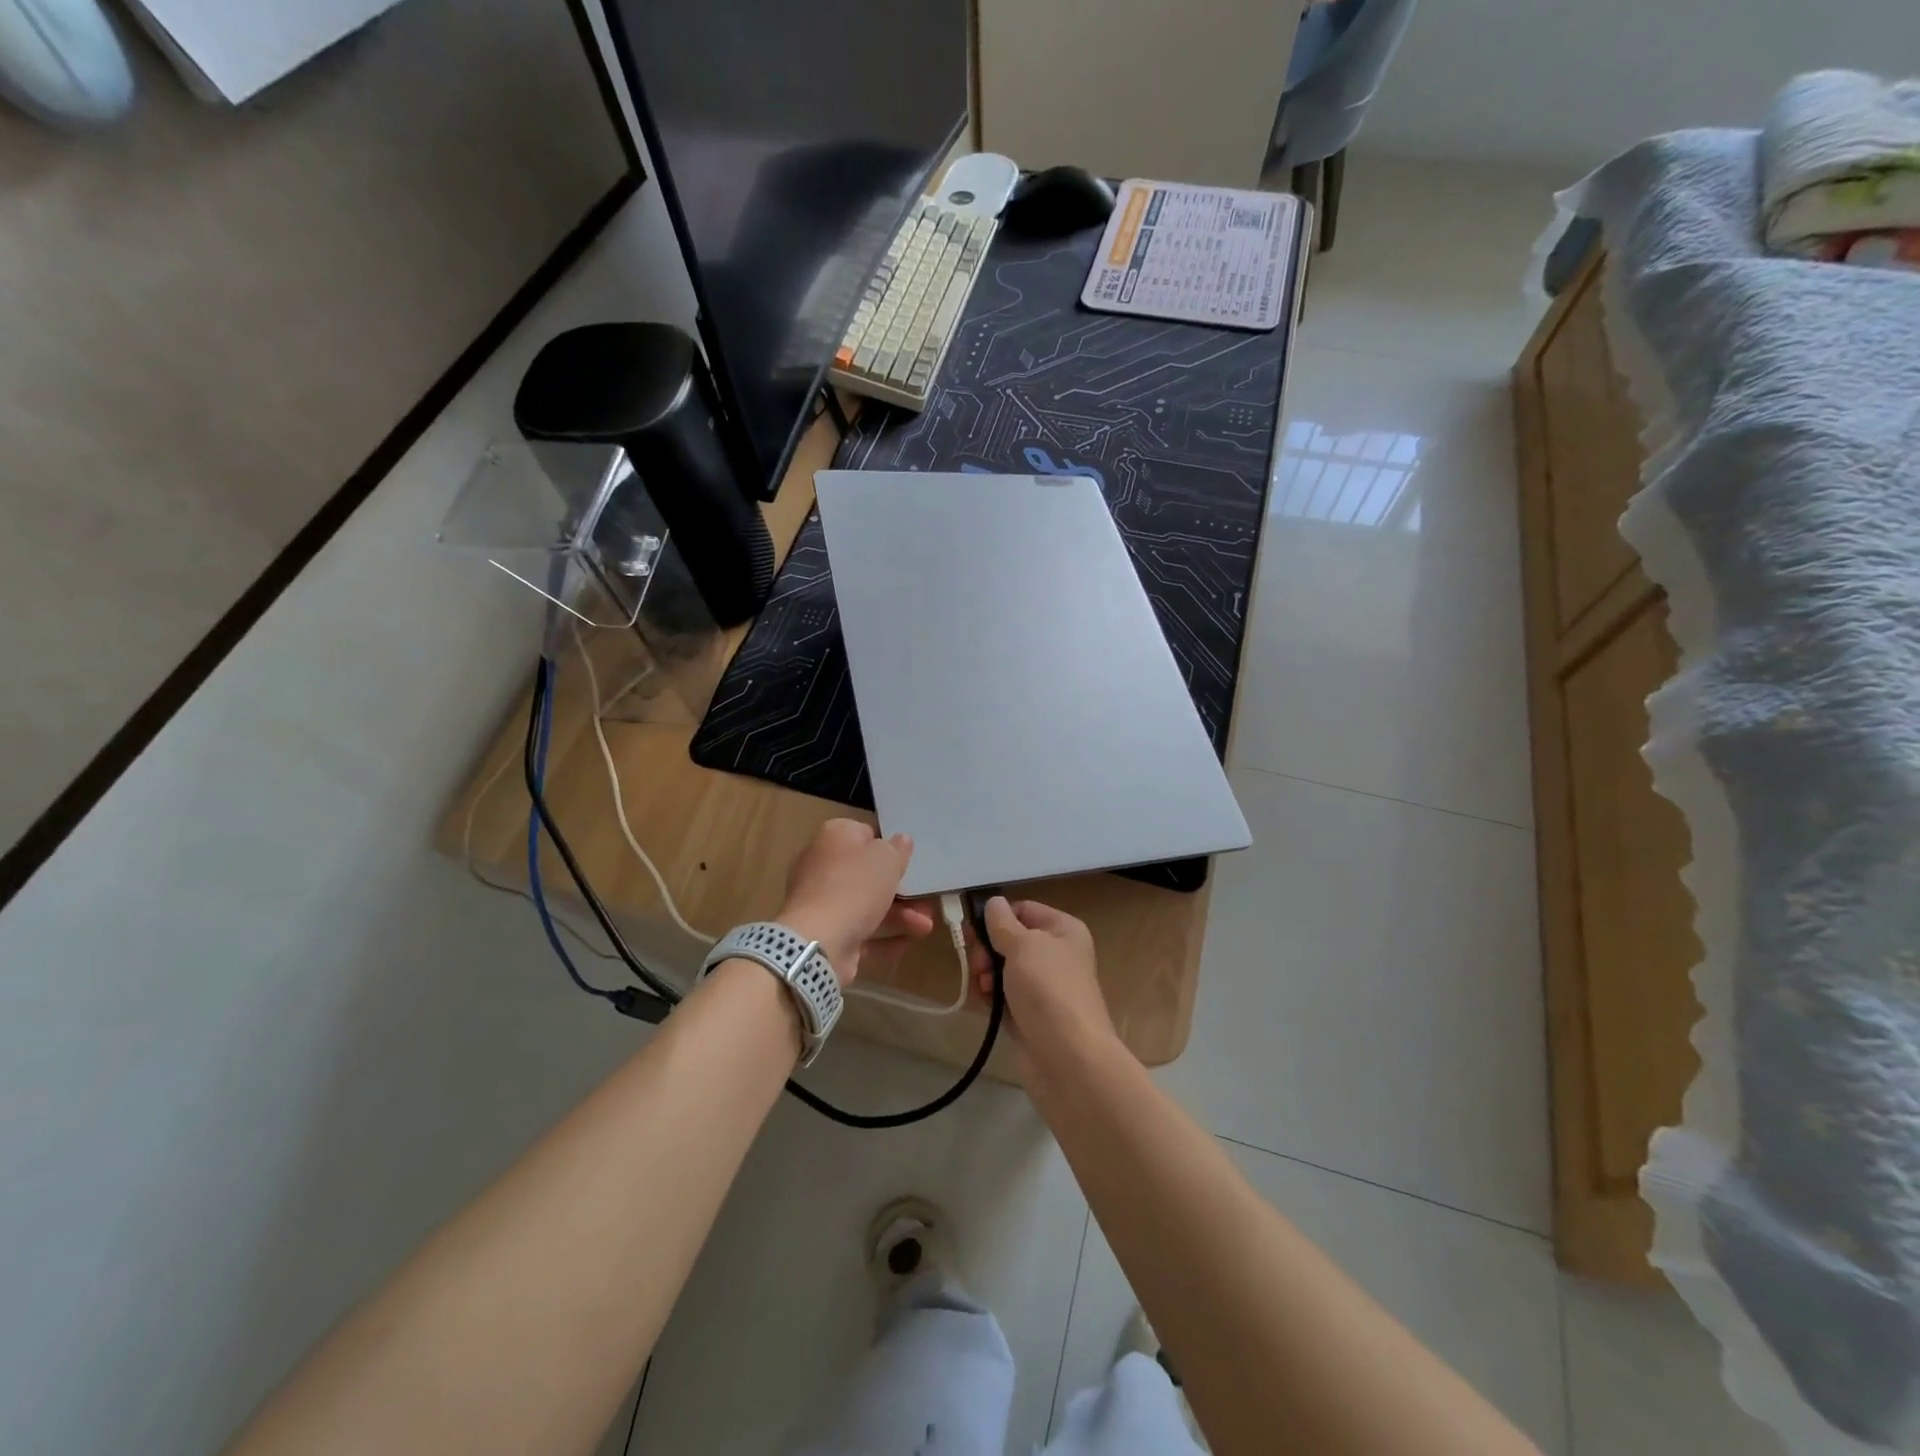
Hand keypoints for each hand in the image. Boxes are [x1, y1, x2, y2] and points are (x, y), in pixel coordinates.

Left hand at [778, 819, 933, 985]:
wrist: (818, 942)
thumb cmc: (854, 887)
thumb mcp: (886, 858)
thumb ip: (897, 848)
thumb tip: (900, 841)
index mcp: (834, 837)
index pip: (865, 833)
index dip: (889, 845)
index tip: (911, 859)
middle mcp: (822, 865)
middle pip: (867, 873)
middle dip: (900, 888)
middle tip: (925, 897)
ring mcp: (821, 902)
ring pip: (865, 905)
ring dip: (898, 915)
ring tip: (926, 928)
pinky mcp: (825, 934)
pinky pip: (859, 933)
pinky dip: (883, 939)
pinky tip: (907, 943)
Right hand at [970, 897, 1118, 1068]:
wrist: (1068, 1059)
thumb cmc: (1048, 990)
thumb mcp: (1023, 945)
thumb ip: (1002, 922)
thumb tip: (993, 902)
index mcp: (1063, 930)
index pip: (1024, 909)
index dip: (998, 916)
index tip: (972, 928)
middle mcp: (1056, 954)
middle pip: (1010, 939)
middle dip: (988, 950)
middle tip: (979, 964)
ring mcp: (1043, 987)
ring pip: (1003, 969)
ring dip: (986, 975)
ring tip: (984, 988)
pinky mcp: (1030, 1014)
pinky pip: (1003, 996)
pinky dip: (990, 997)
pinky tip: (984, 1004)